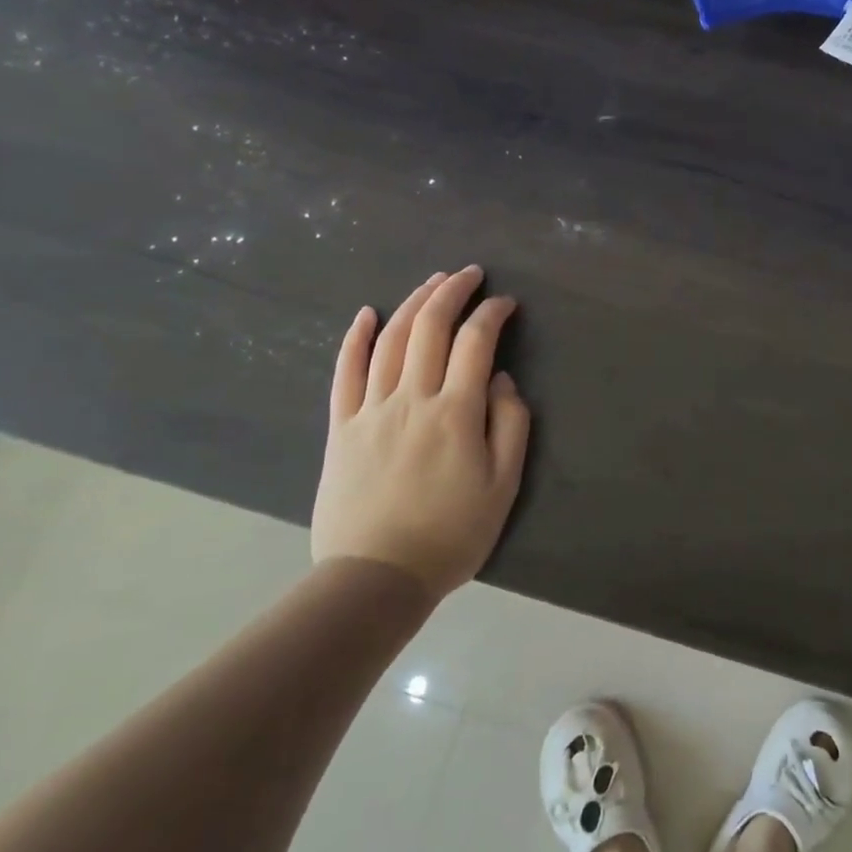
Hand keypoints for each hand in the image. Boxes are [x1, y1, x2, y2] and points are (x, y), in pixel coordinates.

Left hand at [313, 266, 531, 598]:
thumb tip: (500, 379)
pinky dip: (355, 338)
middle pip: (430, 327)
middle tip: (469, 273)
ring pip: (390, 340)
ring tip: (432, 282)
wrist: (376, 578)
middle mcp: (412, 398)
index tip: (506, 302)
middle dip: (452, 291)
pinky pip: (345, 372)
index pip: (476, 341)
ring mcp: (371, 409)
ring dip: (413, 302)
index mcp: (456, 411)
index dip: (492, 313)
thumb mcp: (503, 485)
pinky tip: (366, 314)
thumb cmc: (451, 534)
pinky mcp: (341, 427)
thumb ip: (510, 425)